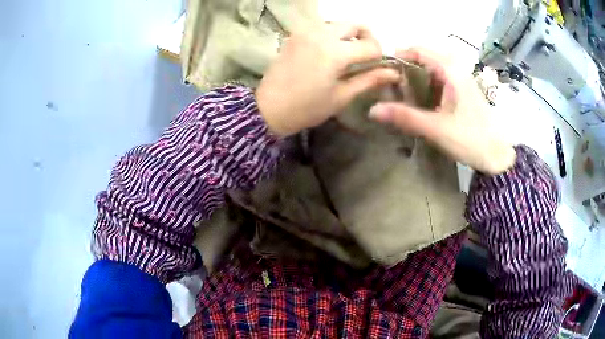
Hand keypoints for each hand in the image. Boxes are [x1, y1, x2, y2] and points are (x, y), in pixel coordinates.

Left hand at [256, 23, 399, 136]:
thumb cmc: (307, 108)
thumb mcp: (342, 96)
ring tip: (348, 55)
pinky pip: (321, 27)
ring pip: (338, 23)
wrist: (268, 108)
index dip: (380, 56)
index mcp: (335, 52)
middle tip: (366, 56)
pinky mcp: (295, 34)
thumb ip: (369, 79)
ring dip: (349, 35)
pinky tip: (329, 52)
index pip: (371, 45)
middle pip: (355, 24)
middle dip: (367, 37)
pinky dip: (332, 35)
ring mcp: (306, 31)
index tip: (379, 67)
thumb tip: (394, 73)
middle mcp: (321, 34)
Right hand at [368, 48, 515, 174]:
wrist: (498, 156)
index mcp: (451, 70)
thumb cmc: (471, 139)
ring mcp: (462, 80)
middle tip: (389, 85)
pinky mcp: (464, 92)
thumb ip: (405, 117)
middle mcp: (457, 69)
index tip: (382, 70)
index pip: (419, 50)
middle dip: (406, 69)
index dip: (398, 56)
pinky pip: (441, 80)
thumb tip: (373, 110)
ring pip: (433, 69)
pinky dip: (427, 86)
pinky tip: (421, 101)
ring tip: (401, 93)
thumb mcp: (436, 128)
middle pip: (425, 58)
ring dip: (416, 77)